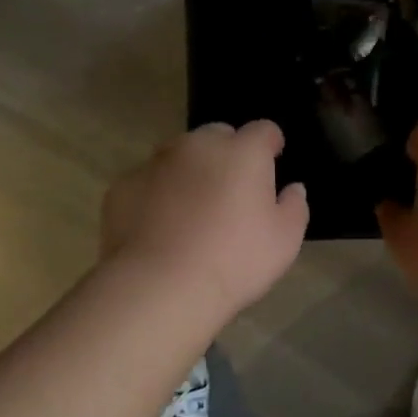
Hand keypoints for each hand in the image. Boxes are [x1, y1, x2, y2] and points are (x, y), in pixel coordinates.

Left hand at [102, 121, 308, 316]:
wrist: (160, 286)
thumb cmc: (235, 260)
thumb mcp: (284, 241)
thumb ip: (294, 206)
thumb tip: (292, 188)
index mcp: (242, 152)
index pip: (263, 130)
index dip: (270, 144)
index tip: (272, 161)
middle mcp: (197, 145)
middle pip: (217, 136)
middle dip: (227, 154)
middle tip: (230, 192)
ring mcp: (155, 163)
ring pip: (178, 156)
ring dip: (189, 172)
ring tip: (191, 212)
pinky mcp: (123, 186)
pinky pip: (147, 183)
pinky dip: (156, 196)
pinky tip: (159, 228)